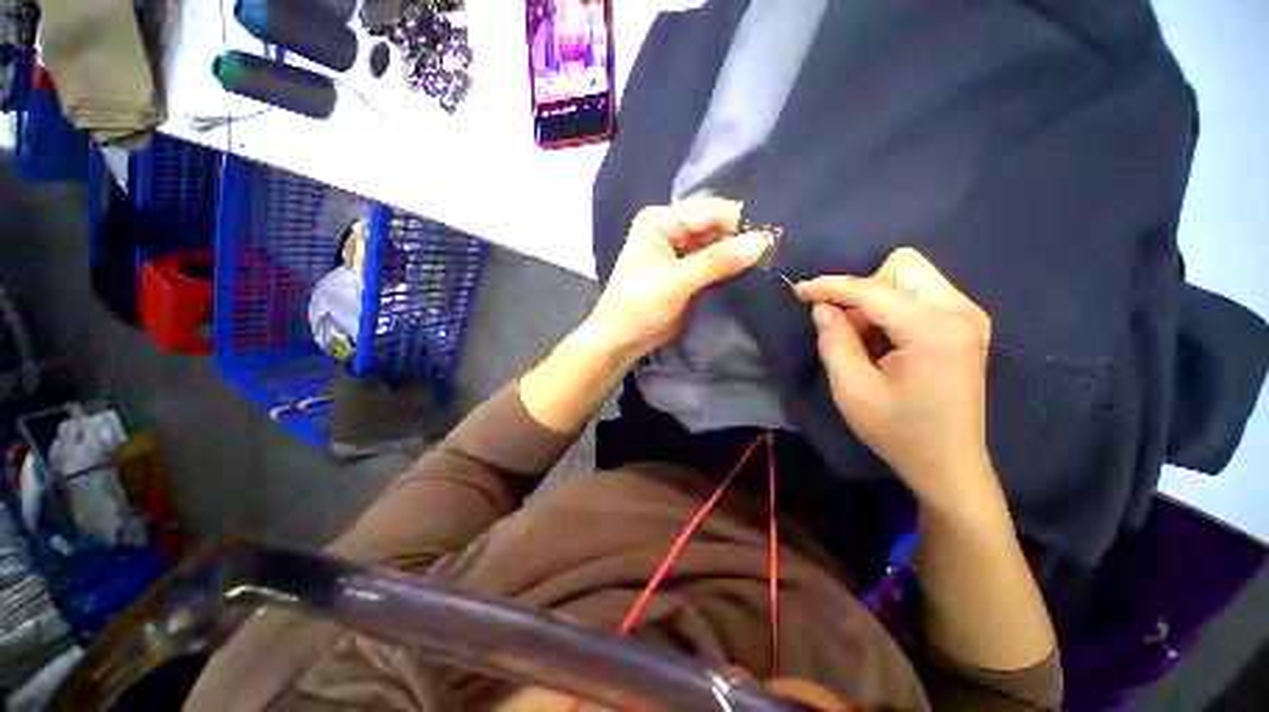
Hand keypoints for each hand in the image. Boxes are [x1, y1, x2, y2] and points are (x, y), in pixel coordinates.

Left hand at [583, 197, 771, 358]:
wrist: (622, 340)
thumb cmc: (639, 306)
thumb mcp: (675, 281)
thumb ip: (716, 261)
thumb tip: (761, 242)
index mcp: (660, 221)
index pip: (708, 211)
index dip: (739, 222)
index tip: (773, 236)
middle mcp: (672, 230)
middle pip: (715, 226)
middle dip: (742, 237)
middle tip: (777, 250)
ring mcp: (682, 253)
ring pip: (719, 246)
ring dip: (740, 254)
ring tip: (772, 261)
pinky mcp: (690, 274)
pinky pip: (717, 265)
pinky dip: (733, 268)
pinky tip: (755, 272)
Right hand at [796, 248, 997, 513]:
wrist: (949, 464)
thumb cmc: (898, 432)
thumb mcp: (852, 390)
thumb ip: (834, 341)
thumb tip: (823, 307)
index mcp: (933, 330)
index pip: (873, 289)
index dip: (831, 286)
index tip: (799, 289)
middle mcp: (960, 312)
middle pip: (902, 266)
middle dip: (863, 288)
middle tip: (845, 324)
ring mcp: (969, 317)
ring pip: (912, 275)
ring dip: (877, 297)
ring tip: (864, 334)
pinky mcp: (967, 326)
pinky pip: (922, 293)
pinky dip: (893, 305)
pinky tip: (884, 337)